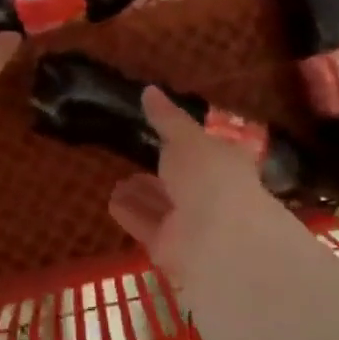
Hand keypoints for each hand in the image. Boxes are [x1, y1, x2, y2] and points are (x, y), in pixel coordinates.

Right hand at [107, 87, 284, 281]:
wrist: (218, 241)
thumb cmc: (210, 177)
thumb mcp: (187, 139)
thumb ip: (167, 119)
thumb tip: (149, 90)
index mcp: (226, 165)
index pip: (208, 151)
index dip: (190, 143)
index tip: (167, 134)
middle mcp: (212, 196)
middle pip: (184, 183)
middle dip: (164, 172)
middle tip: (138, 158)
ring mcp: (192, 225)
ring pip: (163, 206)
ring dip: (144, 194)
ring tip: (118, 182)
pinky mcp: (170, 249)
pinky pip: (147, 226)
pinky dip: (132, 214)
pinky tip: (112, 201)